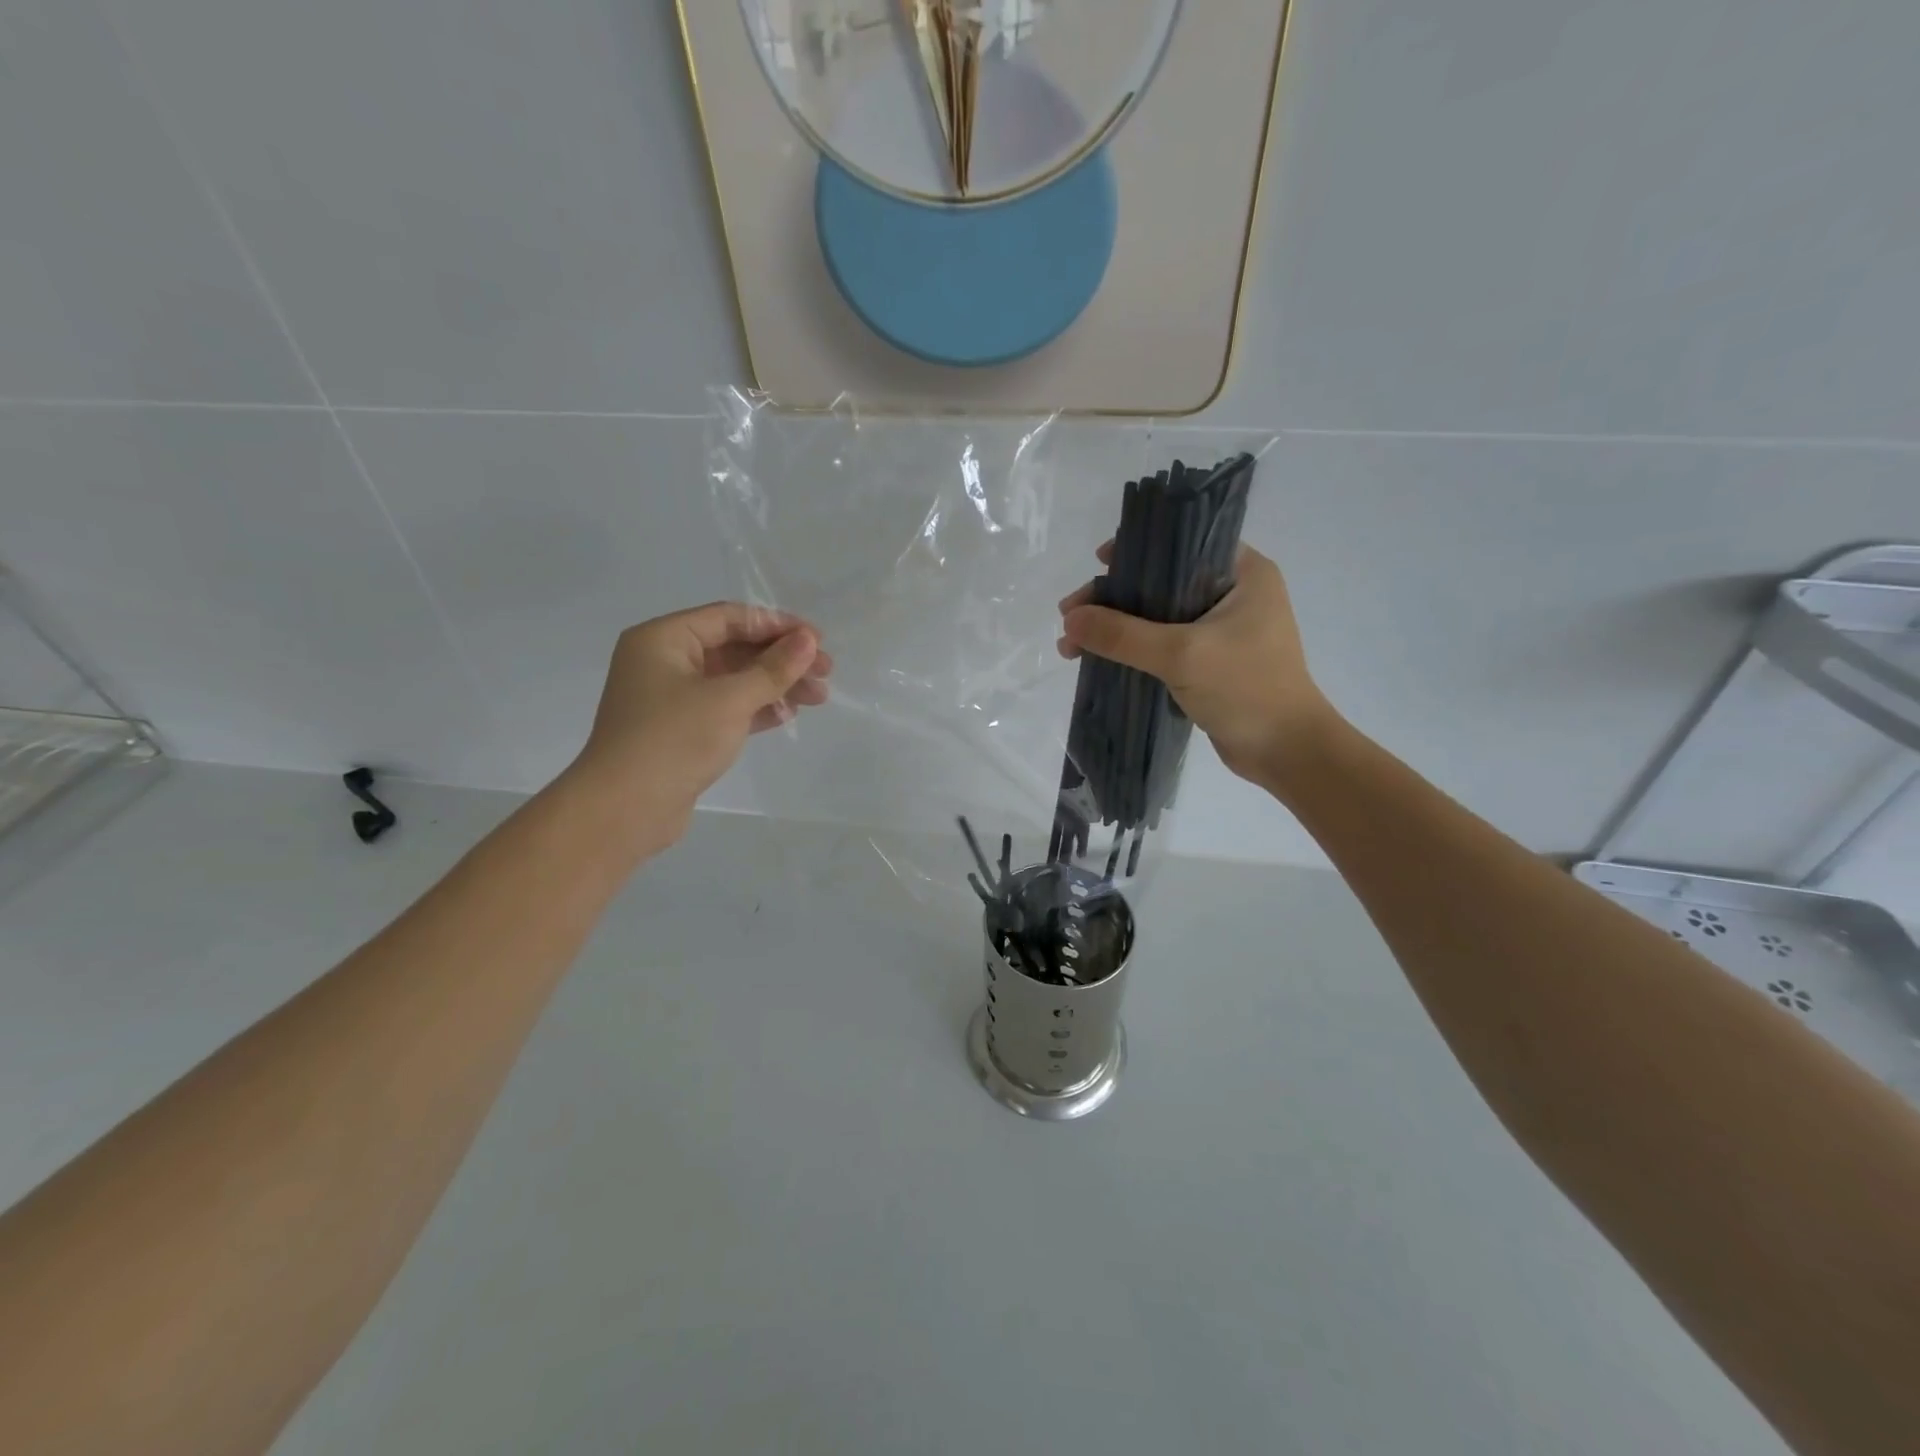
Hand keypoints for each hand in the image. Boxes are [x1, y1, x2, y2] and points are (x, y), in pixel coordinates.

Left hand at [570, 602, 830, 842]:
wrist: (624, 810)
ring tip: (819, 697)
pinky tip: (788, 714)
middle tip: (826, 670)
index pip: (729, 618)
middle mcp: (664, 661)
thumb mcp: (730, 699)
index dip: (777, 625)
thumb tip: (808, 641)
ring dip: (776, 685)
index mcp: (663, 639)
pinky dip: (757, 708)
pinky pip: (726, 707)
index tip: (817, 640)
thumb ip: (773, 669)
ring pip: (734, 680)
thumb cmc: (674, 740)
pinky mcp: (681, 730)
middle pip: (734, 647)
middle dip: (782, 658)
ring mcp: (671, 698)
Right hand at [1058, 543, 1330, 785]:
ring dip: (1116, 627)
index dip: (1137, 549)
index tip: (1098, 563)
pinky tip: (1098, 659)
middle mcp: (1235, 594)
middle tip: (1070, 614)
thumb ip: (1123, 635)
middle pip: (1162, 581)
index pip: (1183, 543)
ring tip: (1071, 645)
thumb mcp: (1181, 655)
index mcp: (1243, 573)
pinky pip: (1164, 644)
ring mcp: (1223, 630)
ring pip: (1158, 616)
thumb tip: (1069, 620)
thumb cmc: (1246, 689)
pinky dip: (1132, 650)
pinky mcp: (1211, 661)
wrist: (1286, 752)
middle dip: (1113, 598)